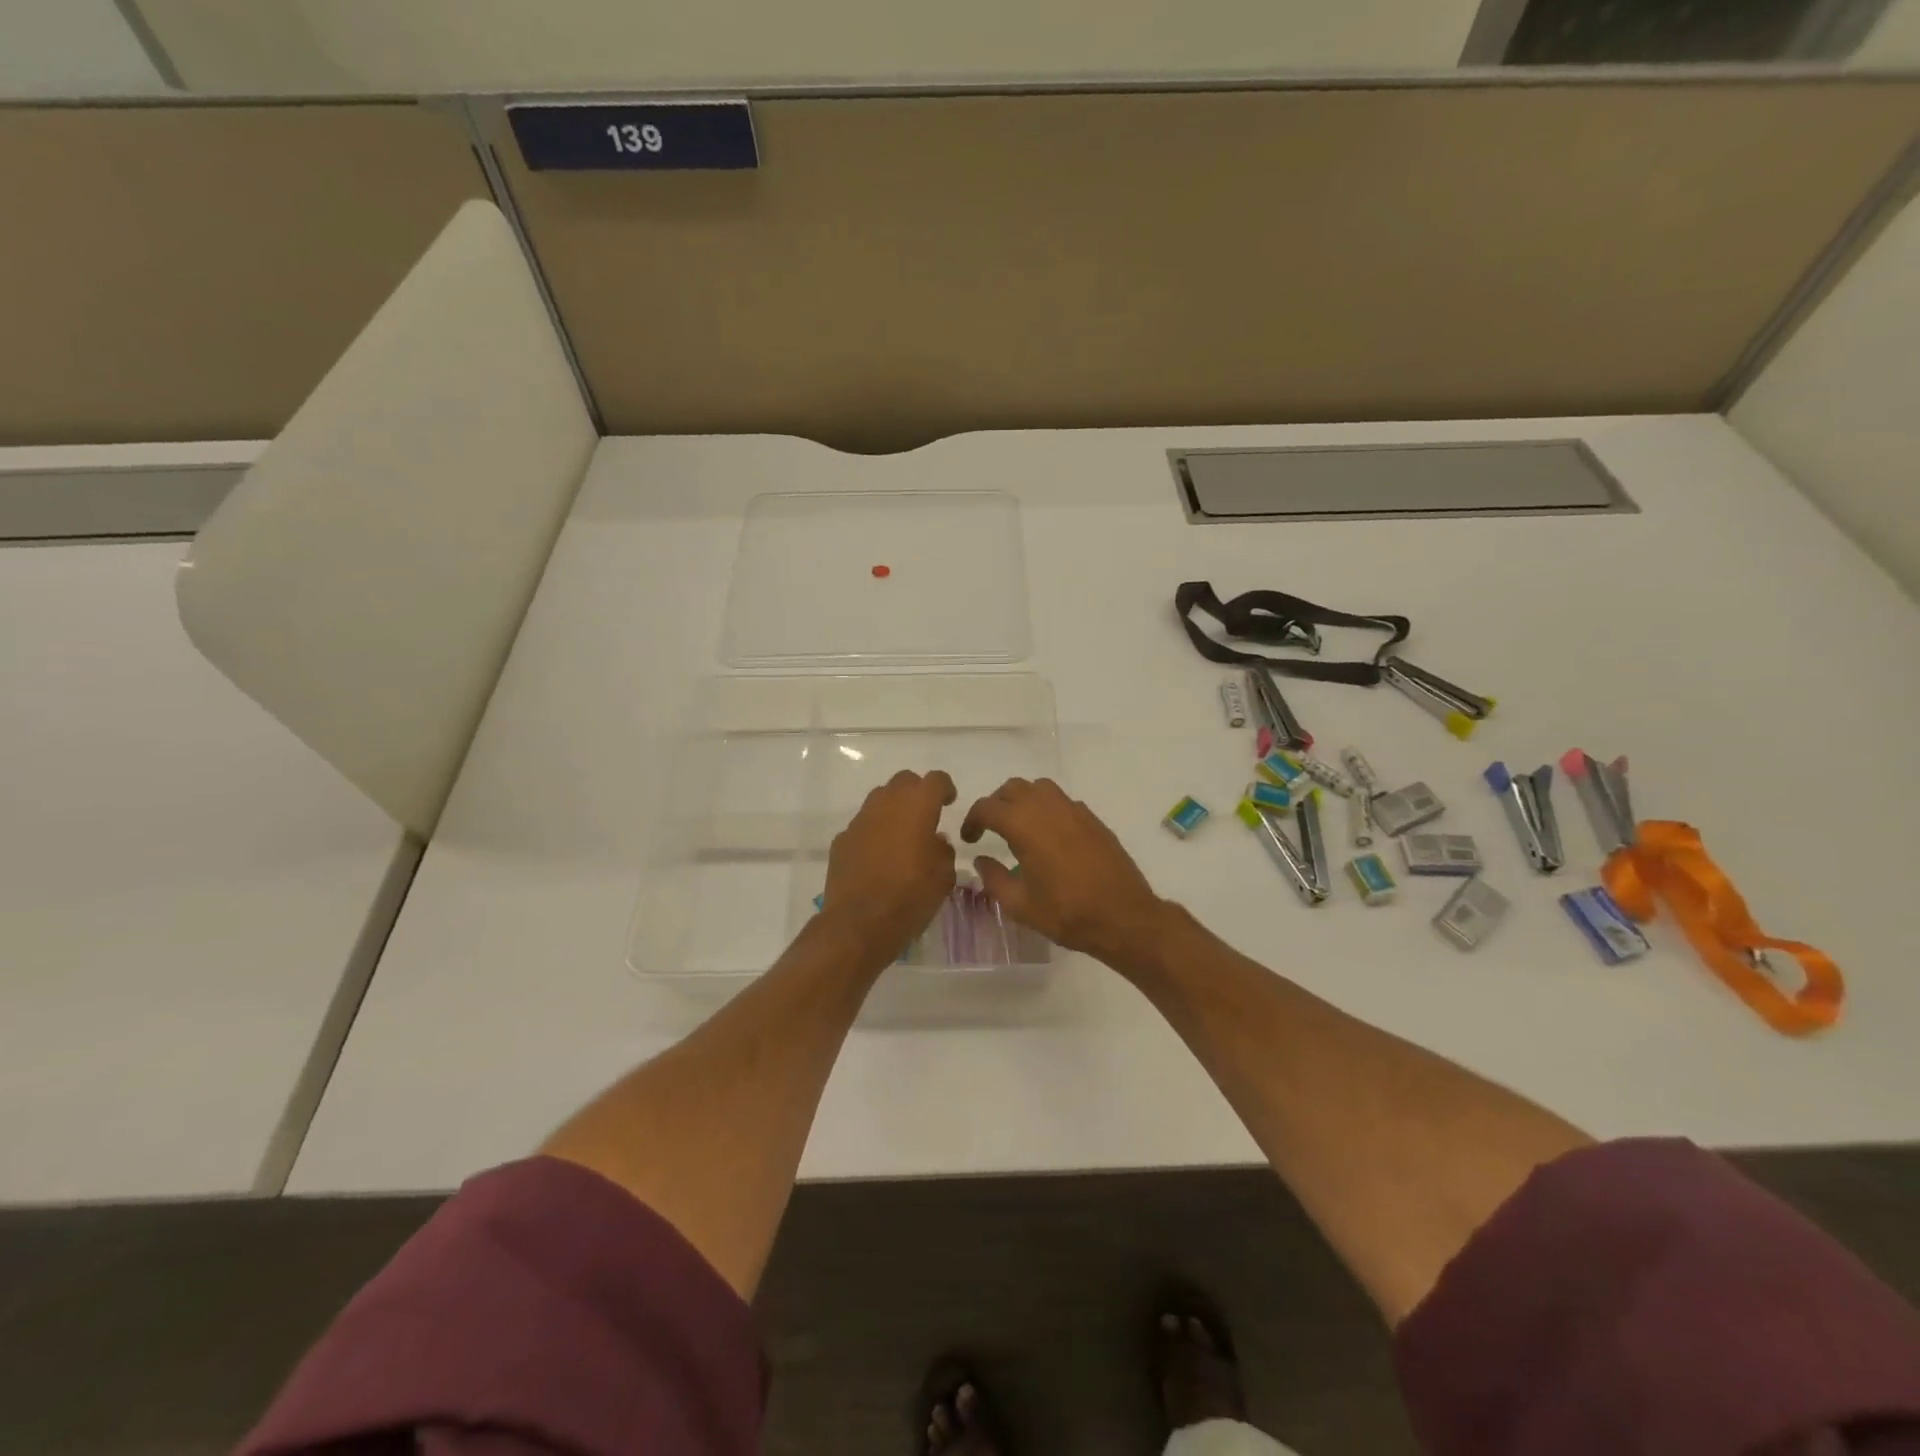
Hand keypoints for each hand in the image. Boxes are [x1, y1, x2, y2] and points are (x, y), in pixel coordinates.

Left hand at [822, 770, 958, 966]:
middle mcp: (886, 804)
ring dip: (893, 809)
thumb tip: (935, 840)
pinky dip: (874, 832)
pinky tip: (878, 856)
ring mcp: (860, 820)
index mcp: (917, 806)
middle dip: (917, 792)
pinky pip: (863, 825)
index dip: (945, 788)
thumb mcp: (944, 876)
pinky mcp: (842, 840)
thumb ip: (943, 850)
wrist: (859, 923)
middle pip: (904, 781)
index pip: (935, 780)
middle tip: (926, 815)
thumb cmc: (911, 897)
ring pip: (880, 799)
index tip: (950, 802)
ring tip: (902, 835)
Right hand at [959, 777, 1166, 966]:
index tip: (970, 839)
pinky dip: (1047, 808)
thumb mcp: (1020, 905)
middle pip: (1013, 788)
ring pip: (1039, 788)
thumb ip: (994, 878)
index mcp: (1025, 825)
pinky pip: (1062, 801)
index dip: (972, 820)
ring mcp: (1074, 810)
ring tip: (1019, 826)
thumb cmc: (1067, 913)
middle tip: (990, 829)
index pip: (987, 807)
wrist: (1124, 916)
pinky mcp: (1092, 819)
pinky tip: (1049, 836)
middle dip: (996, 804)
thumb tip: (982, 860)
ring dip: (1023, 800)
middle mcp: (1048, 808)